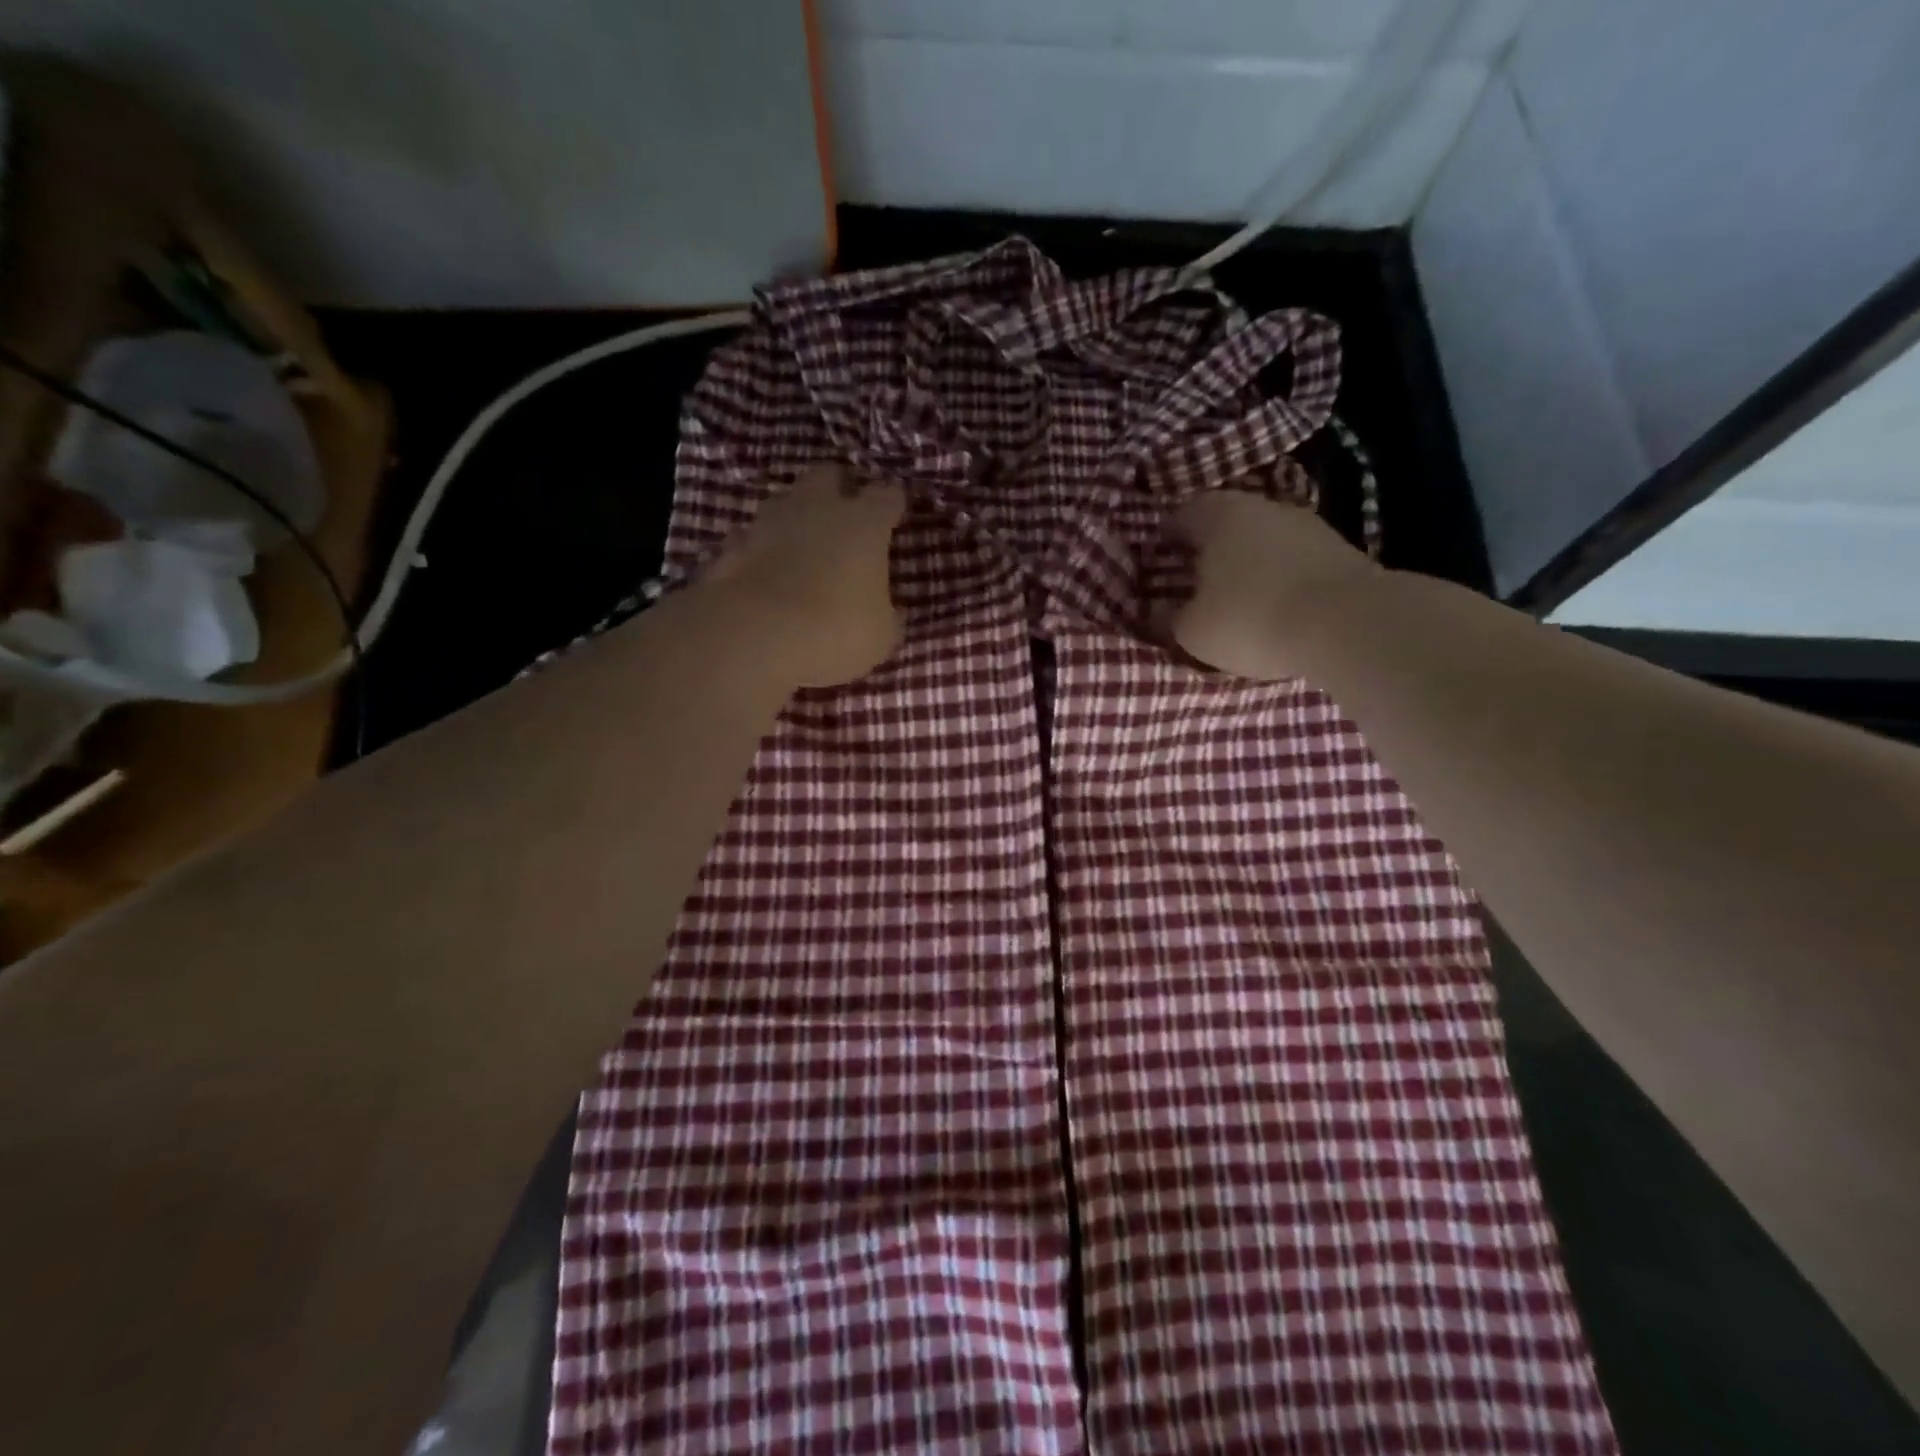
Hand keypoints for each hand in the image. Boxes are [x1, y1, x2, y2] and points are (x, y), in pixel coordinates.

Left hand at [704, 462, 906, 687]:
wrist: (754, 637)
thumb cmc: (835, 631)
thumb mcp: (881, 635)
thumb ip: (887, 613)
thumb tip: (889, 610)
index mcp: (864, 523)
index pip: (886, 496)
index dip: (893, 502)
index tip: (896, 512)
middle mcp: (817, 508)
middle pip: (829, 475)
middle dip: (839, 488)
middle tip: (847, 514)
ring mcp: (770, 522)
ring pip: (786, 500)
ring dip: (797, 514)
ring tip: (805, 541)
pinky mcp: (734, 545)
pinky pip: (753, 536)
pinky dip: (762, 547)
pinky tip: (767, 568)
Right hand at [1171, 491, 1373, 681]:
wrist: (1348, 624)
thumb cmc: (1251, 619)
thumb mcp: (1193, 631)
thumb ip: (1170, 619)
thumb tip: (1160, 611)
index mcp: (1216, 515)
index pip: (1178, 516)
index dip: (1164, 540)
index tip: (1158, 564)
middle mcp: (1260, 506)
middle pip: (1223, 524)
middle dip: (1207, 550)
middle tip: (1193, 582)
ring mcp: (1305, 523)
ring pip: (1261, 539)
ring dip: (1247, 562)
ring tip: (1236, 597)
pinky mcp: (1338, 547)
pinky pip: (1292, 559)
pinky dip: (1278, 575)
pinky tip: (1275, 604)